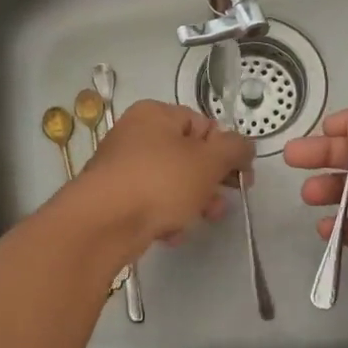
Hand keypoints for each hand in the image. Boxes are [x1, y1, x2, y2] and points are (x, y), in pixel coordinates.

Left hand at [70, 100, 252, 253]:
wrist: (102, 224)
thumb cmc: (160, 182)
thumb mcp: (209, 161)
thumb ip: (235, 149)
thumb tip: (245, 146)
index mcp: (156, 114)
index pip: (204, 125)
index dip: (226, 151)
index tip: (241, 177)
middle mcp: (135, 135)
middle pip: (188, 156)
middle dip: (211, 182)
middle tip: (223, 203)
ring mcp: (122, 168)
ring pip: (171, 182)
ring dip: (192, 202)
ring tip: (201, 220)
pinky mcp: (114, 199)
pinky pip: (150, 203)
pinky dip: (165, 216)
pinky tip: (170, 233)